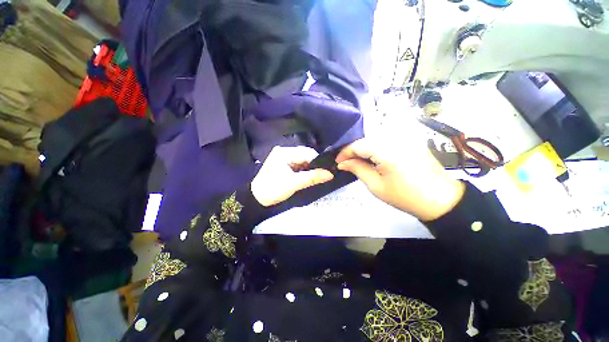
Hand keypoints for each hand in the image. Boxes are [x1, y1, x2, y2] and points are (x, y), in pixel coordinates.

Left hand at [251, 146, 333, 206]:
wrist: (256, 199)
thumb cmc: (273, 189)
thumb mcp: (294, 183)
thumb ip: (312, 178)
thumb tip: (330, 174)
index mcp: (284, 152)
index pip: (306, 153)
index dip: (318, 161)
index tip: (327, 171)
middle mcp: (284, 152)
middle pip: (305, 156)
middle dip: (314, 165)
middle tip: (323, 174)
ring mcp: (283, 158)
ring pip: (302, 161)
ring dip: (309, 168)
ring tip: (317, 176)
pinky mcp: (284, 164)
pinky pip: (298, 165)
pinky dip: (304, 171)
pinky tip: (308, 176)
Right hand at [336, 137, 464, 220]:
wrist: (440, 199)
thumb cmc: (405, 196)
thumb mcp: (376, 186)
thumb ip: (357, 169)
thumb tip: (342, 163)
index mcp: (387, 151)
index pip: (358, 145)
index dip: (345, 153)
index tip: (338, 162)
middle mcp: (396, 138)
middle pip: (366, 139)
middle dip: (353, 151)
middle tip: (347, 163)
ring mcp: (405, 137)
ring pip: (375, 137)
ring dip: (364, 148)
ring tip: (358, 161)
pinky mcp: (410, 139)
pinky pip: (386, 139)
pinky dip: (375, 147)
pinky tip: (373, 157)